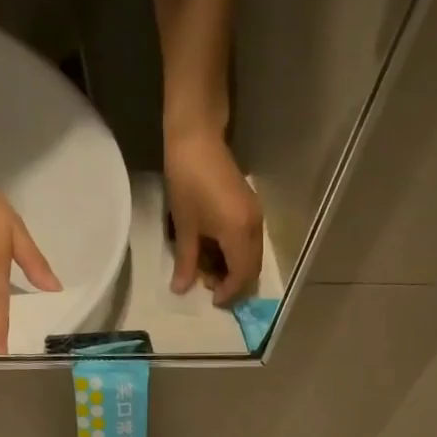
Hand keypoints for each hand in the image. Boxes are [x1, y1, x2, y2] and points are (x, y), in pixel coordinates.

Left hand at [163, 126, 263, 305]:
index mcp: (239, 234)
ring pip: (252, 256)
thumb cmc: (187, 181)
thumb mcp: (185, 226)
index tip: (211, 300)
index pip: (241, 276)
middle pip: (252, 269)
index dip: (228, 293)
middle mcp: (254, 228)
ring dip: (235, 269)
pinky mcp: (252, 207)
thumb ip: (186, 261)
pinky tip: (216, 251)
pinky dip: (236, 254)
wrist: (197, 137)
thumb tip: (180, 290)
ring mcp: (256, 216)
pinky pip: (250, 242)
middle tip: (210, 286)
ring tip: (210, 268)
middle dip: (234, 283)